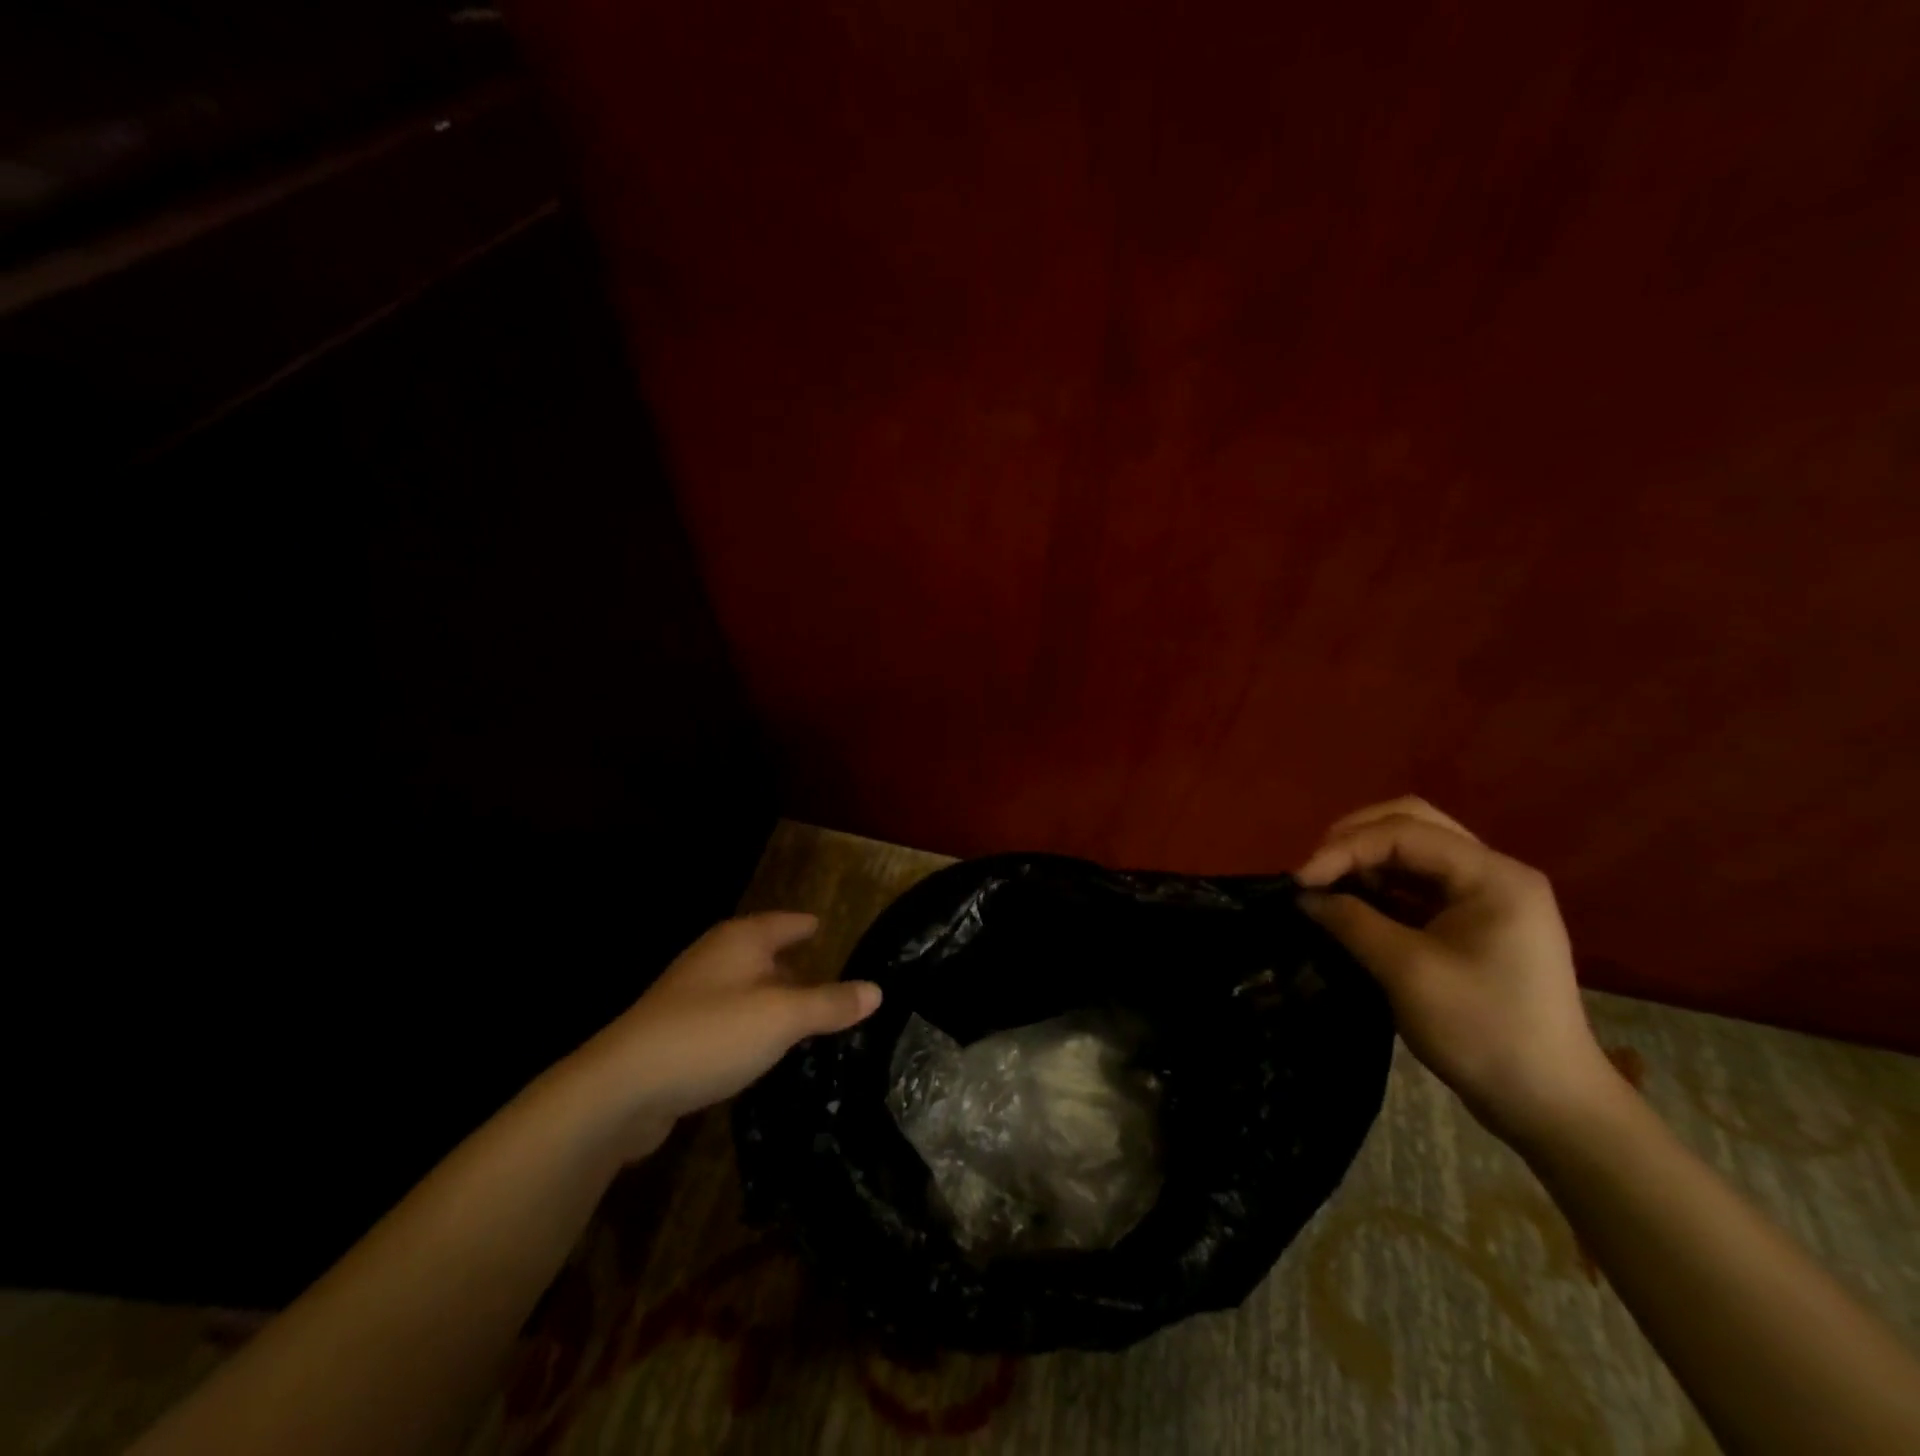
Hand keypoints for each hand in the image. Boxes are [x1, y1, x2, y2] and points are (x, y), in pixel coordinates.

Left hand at [542, 912, 881, 1160]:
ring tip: (807, 1020)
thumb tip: (876, 990)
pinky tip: (764, 1052)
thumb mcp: (783, 1018)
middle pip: (765, 954)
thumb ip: (830, 1004)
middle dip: (796, 967)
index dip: (810, 926)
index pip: (787, 922)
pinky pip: (727, 1021)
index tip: (832, 931)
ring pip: (746, 990)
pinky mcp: (677, 1034)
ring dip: (773, 1002)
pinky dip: (750, 1029)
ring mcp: (691, 996)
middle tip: (833, 983)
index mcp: (741, 940)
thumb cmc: (711, 1034)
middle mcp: (715, 958)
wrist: (622, 1088)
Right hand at [1295, 797, 1619, 1144]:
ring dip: (1364, 860)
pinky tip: (1350, 904)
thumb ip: (1351, 921)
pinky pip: (1417, 882)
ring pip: (1412, 850)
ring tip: (1325, 886)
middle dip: (1354, 839)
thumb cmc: (1483, 1032)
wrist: (1548, 1105)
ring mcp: (1485, 896)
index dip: (1344, 848)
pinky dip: (1379, 885)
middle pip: (1411, 824)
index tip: (1299, 880)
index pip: (1404, 832)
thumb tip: (1303, 895)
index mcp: (1492, 876)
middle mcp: (1493, 872)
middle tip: (1313, 870)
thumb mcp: (1407, 972)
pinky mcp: (1472, 921)